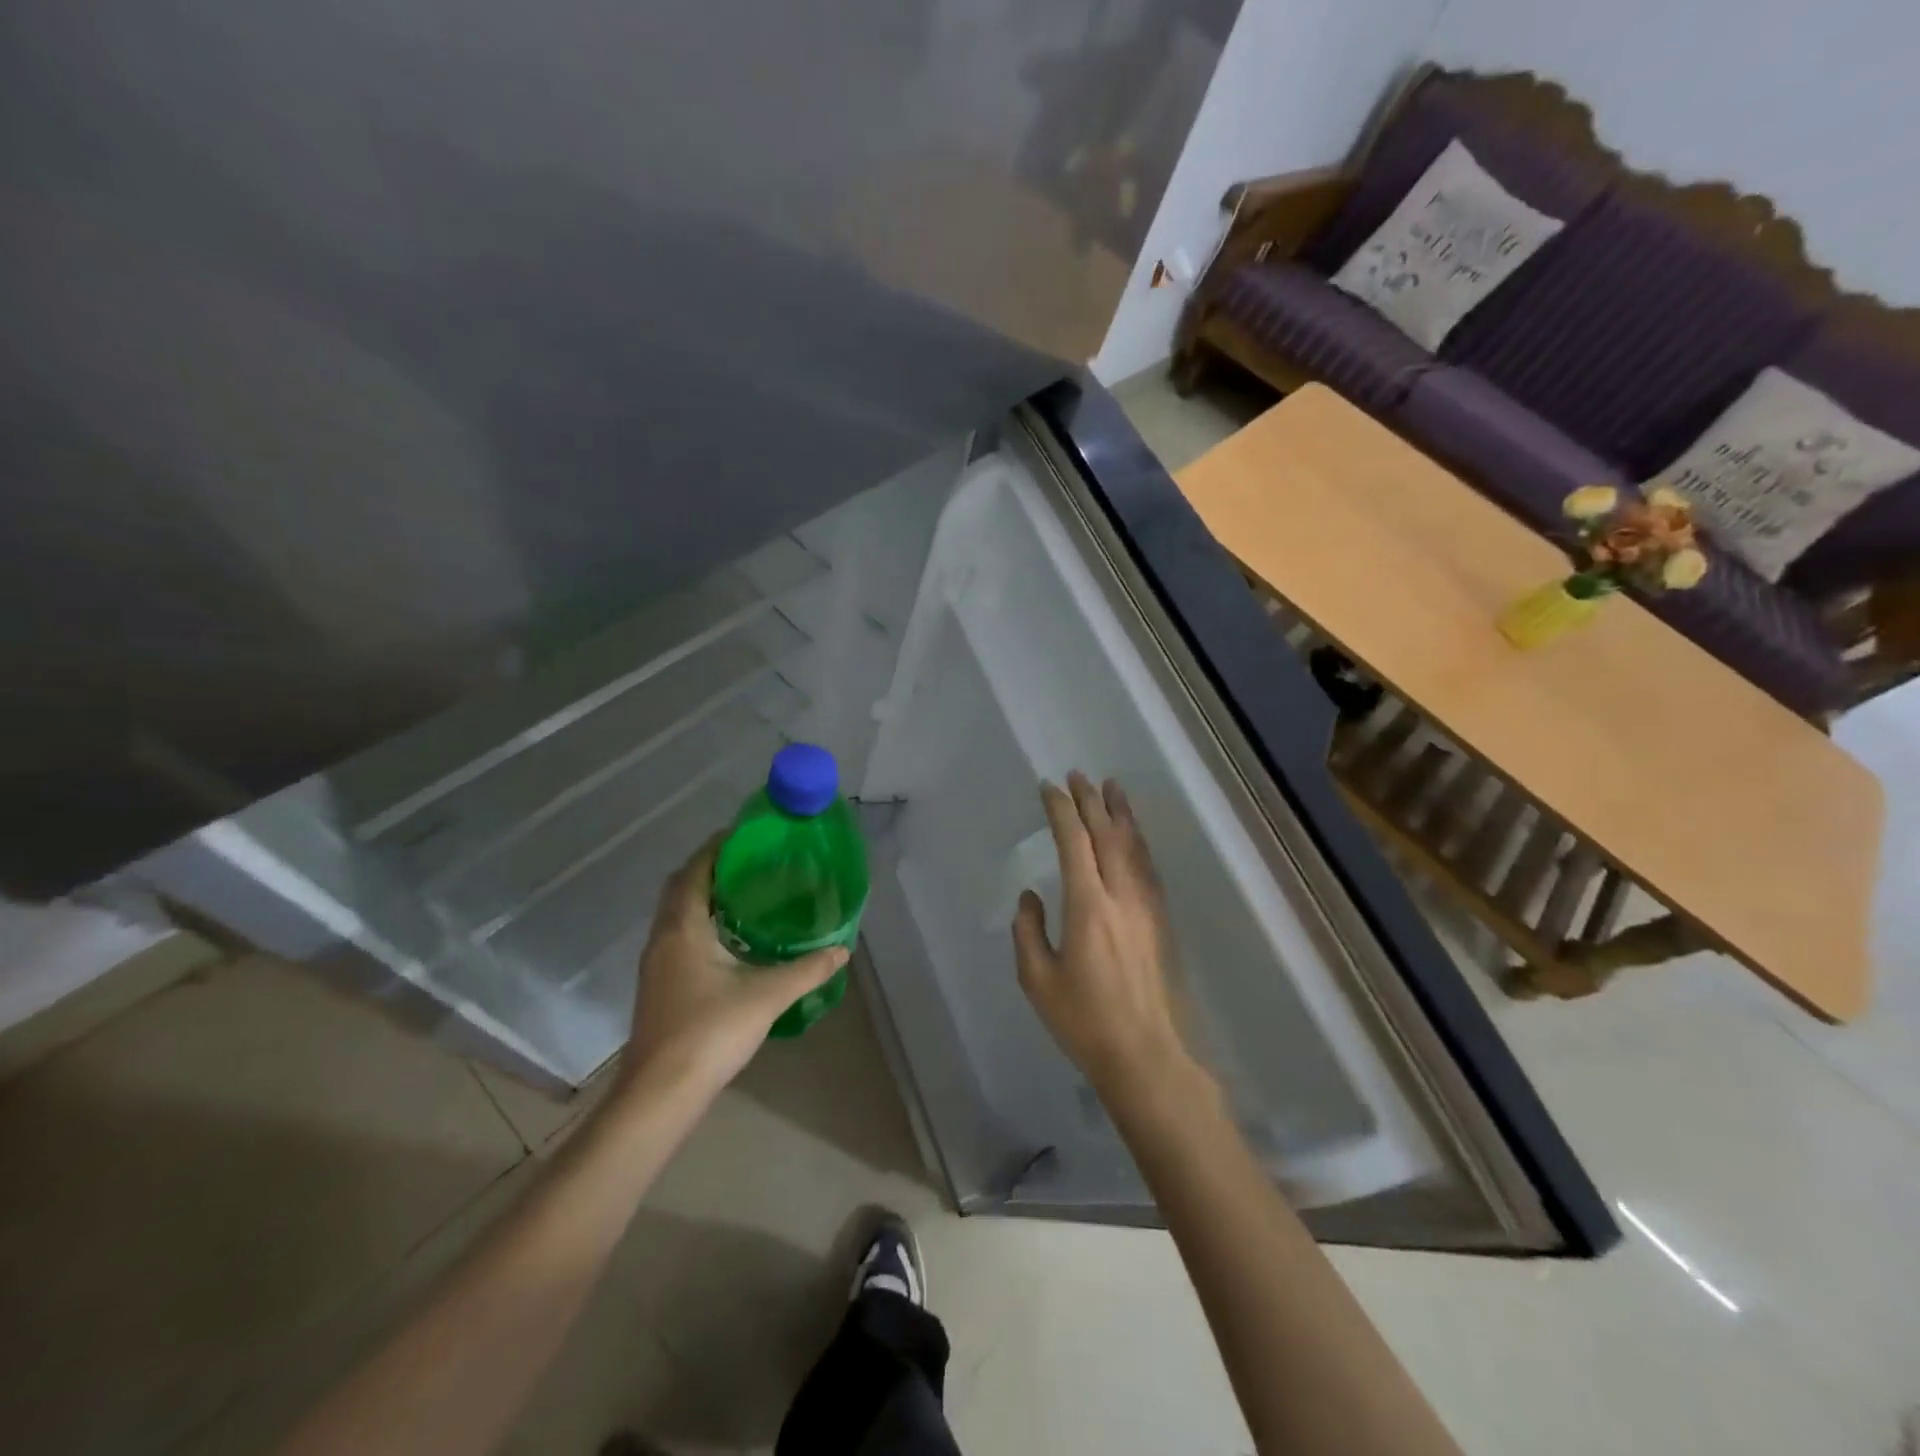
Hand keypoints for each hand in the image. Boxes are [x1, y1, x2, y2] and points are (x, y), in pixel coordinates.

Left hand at [621, 835, 846, 1097]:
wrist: (661, 1093)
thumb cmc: (710, 1031)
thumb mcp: (767, 995)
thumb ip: (807, 969)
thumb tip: (842, 949)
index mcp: (683, 928)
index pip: (694, 871)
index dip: (716, 848)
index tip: (745, 834)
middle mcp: (663, 938)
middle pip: (681, 888)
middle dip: (710, 869)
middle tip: (750, 862)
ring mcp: (656, 963)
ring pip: (677, 914)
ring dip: (704, 897)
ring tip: (745, 893)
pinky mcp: (659, 985)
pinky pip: (678, 935)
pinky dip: (701, 923)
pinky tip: (730, 939)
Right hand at [1012, 773, 1197, 1096]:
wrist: (1146, 1055)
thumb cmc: (1084, 1021)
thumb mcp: (1038, 979)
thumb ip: (1028, 931)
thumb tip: (1031, 896)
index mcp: (1088, 906)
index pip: (1074, 842)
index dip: (1061, 810)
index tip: (1049, 788)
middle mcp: (1121, 896)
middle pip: (1107, 834)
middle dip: (1091, 801)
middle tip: (1078, 775)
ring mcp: (1146, 907)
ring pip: (1134, 846)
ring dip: (1120, 814)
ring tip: (1112, 787)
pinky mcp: (1160, 920)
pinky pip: (1148, 867)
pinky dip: (1138, 842)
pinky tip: (1133, 836)